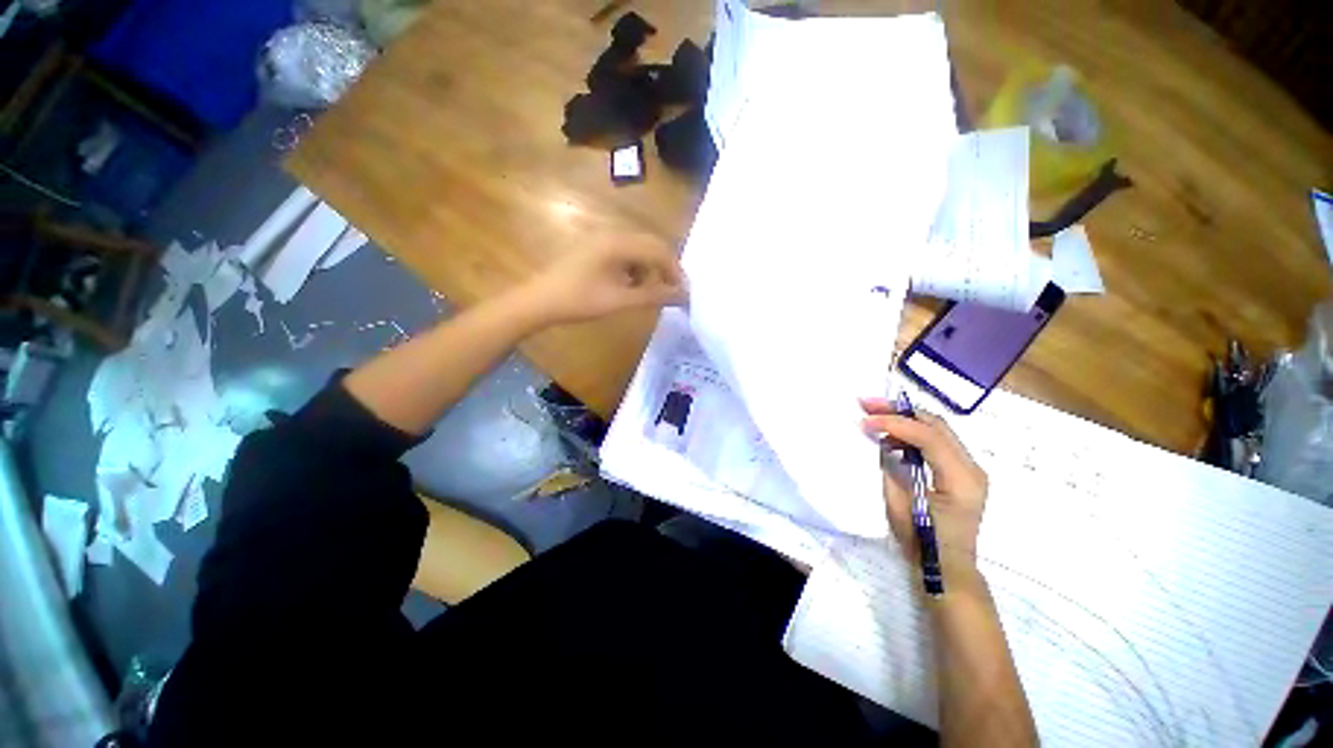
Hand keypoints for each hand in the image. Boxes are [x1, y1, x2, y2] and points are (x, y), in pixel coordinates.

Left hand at [525, 236, 685, 324]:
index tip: (683, 292)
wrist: (540, 301)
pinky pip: (624, 255)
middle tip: (670, 293)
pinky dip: (634, 270)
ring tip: (647, 293)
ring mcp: (601, 240)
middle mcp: (612, 234)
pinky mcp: (595, 249)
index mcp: (618, 242)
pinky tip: (629, 287)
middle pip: (649, 246)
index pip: (658, 249)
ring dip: (648, 270)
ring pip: (638, 251)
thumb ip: (654, 295)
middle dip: (663, 270)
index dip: (675, 270)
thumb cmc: (580, 300)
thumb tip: (683, 295)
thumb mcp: (620, 300)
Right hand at [860, 398, 989, 591]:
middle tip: (867, 404)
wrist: (948, 568)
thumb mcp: (899, 506)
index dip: (895, 424)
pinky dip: (911, 433)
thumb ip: (891, 469)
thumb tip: (881, 442)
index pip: (929, 437)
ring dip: (904, 419)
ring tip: (873, 416)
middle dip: (899, 410)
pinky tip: (889, 438)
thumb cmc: (923, 543)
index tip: (865, 421)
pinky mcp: (960, 470)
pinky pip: (935, 441)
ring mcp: (969, 468)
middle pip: (936, 424)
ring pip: (936, 428)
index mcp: (961, 480)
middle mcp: (972, 468)